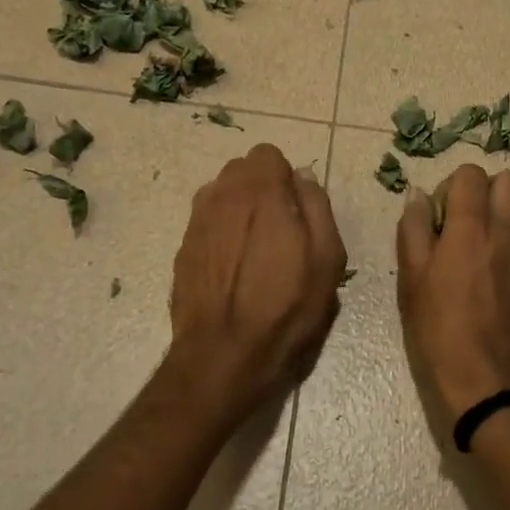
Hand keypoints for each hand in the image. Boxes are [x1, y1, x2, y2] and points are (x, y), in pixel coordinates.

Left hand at [167, 144, 346, 419]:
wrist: (224, 356)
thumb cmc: (286, 308)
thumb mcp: (327, 259)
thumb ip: (317, 207)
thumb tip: (302, 178)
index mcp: (260, 192)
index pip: (267, 154)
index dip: (285, 178)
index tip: (296, 209)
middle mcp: (222, 196)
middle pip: (242, 170)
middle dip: (261, 188)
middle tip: (280, 227)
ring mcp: (196, 222)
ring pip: (221, 194)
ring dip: (239, 207)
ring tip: (255, 248)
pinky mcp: (183, 249)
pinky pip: (206, 222)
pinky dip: (222, 231)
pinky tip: (233, 267)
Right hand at [396, 164, 509, 428]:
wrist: (482, 372)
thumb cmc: (437, 325)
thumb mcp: (411, 276)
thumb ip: (414, 228)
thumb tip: (419, 196)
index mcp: (470, 226)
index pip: (471, 174)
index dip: (451, 185)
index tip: (439, 214)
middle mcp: (504, 229)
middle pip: (509, 179)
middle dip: (484, 188)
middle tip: (462, 217)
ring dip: (504, 205)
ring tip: (481, 231)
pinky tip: (492, 252)